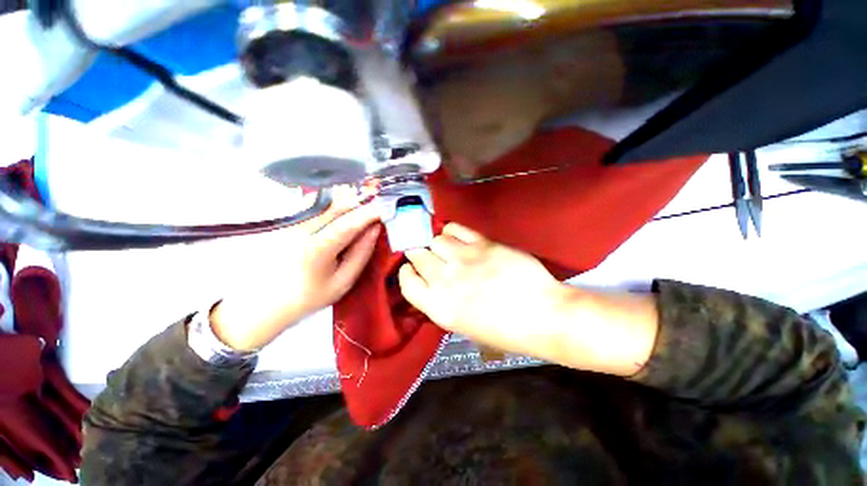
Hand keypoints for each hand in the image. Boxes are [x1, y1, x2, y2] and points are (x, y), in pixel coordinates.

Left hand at [210, 188, 380, 350]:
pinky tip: (348, 209)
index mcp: (317, 248)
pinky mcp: (291, 220)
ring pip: (329, 203)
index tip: (387, 207)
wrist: (268, 301)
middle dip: (362, 202)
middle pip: (338, 206)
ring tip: (368, 205)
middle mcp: (302, 229)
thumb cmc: (310, 296)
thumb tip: (375, 229)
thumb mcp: (343, 281)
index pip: (348, 223)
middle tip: (381, 203)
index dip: (369, 213)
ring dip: (351, 201)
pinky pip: (320, 206)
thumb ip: (361, 253)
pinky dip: (338, 205)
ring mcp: (294, 222)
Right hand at [399, 223, 658, 375]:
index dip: (407, 273)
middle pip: (418, 255)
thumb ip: (445, 302)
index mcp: (438, 307)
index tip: (410, 268)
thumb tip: (437, 282)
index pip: (407, 283)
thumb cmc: (505, 330)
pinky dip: (452, 230)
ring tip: (447, 247)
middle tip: (428, 255)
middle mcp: (444, 281)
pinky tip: (455, 235)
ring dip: (438, 243)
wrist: (542, 316)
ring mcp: (463, 259)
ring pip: (436, 240)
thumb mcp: (465, 326)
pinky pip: (456, 229)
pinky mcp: (482, 244)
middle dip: (420, 254)